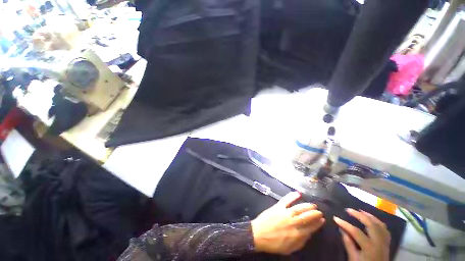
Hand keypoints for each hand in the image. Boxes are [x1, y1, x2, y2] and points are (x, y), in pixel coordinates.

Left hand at [251, 191, 324, 254]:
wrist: (258, 235)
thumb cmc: (274, 243)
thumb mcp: (289, 248)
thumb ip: (301, 242)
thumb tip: (309, 234)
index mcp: (296, 234)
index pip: (310, 228)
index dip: (317, 224)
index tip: (322, 220)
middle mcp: (292, 223)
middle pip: (306, 217)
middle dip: (314, 214)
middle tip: (319, 211)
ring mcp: (285, 213)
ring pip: (299, 208)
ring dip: (307, 206)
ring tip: (313, 205)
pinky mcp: (278, 207)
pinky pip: (286, 200)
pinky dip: (292, 196)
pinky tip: (298, 193)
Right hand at [334, 209, 390, 260]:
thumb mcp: (353, 259)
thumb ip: (349, 244)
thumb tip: (341, 229)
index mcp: (369, 247)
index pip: (356, 232)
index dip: (345, 224)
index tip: (335, 218)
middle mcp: (379, 242)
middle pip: (370, 224)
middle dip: (358, 215)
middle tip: (348, 209)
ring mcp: (384, 242)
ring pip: (379, 224)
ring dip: (369, 216)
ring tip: (360, 211)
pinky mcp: (387, 242)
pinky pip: (384, 229)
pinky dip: (378, 222)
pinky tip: (372, 219)